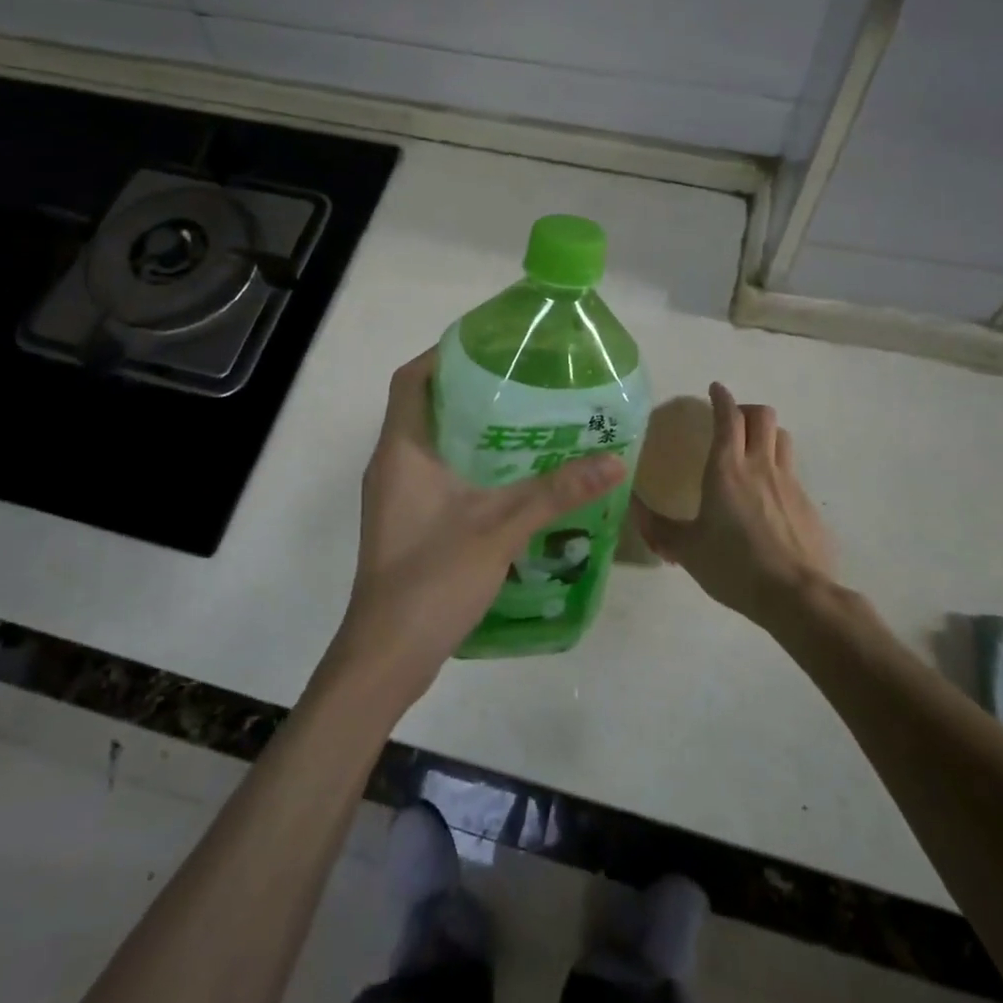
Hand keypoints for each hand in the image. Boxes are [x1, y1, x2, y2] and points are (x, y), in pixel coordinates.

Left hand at [329, 348, 627, 702]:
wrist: (387, 655)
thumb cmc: (433, 578)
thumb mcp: (501, 528)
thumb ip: (556, 492)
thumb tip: (615, 460)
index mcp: (401, 449)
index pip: (411, 379)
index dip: (443, 354)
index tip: (490, 346)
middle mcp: (391, 463)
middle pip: (424, 405)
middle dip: (467, 388)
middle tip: (521, 380)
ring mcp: (395, 495)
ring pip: (430, 441)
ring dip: (468, 427)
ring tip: (523, 419)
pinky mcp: (404, 520)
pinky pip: (433, 471)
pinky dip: (465, 461)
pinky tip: (507, 476)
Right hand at [632, 382, 835, 627]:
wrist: (796, 596)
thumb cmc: (734, 566)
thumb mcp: (686, 549)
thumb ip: (657, 527)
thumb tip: (632, 507)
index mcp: (726, 469)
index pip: (727, 417)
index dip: (721, 398)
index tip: (714, 389)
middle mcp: (760, 466)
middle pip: (762, 416)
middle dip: (746, 409)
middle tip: (731, 420)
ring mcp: (789, 483)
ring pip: (782, 438)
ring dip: (766, 434)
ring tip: (752, 450)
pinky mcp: (808, 505)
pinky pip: (793, 473)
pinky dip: (779, 470)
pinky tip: (768, 498)